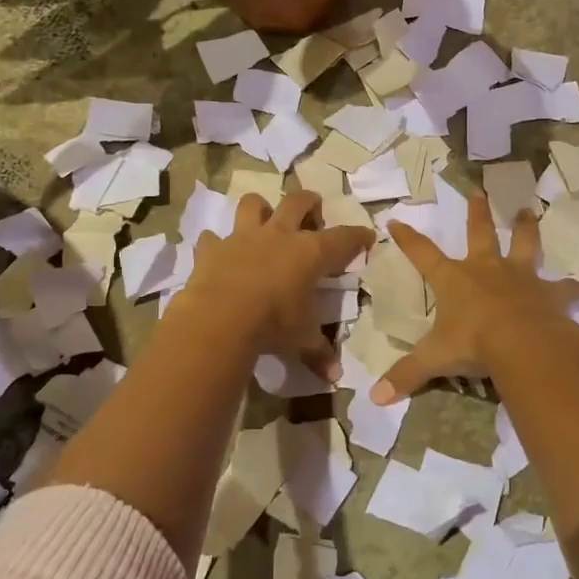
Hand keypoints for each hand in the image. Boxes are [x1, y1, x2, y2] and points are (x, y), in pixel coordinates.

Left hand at [179, 190, 375, 379]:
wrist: (220, 318)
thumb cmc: (272, 324)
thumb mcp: (301, 340)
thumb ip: (318, 352)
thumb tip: (335, 376)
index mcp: (310, 253)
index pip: (343, 238)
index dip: (357, 236)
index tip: (366, 236)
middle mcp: (279, 235)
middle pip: (298, 202)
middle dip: (309, 202)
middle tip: (313, 210)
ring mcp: (243, 237)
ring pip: (253, 204)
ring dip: (260, 209)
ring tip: (264, 220)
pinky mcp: (212, 248)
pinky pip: (212, 238)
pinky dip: (215, 243)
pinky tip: (219, 252)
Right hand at [372, 193, 578, 402]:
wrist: (523, 344)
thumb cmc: (473, 344)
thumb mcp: (435, 360)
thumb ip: (407, 375)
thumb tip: (375, 398)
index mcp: (454, 280)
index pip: (422, 254)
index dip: (408, 239)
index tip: (395, 221)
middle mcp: (487, 270)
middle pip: (480, 233)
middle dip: (477, 213)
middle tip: (479, 192)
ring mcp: (521, 278)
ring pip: (525, 245)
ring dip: (526, 228)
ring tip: (529, 212)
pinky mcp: (550, 294)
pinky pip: (565, 290)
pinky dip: (574, 291)